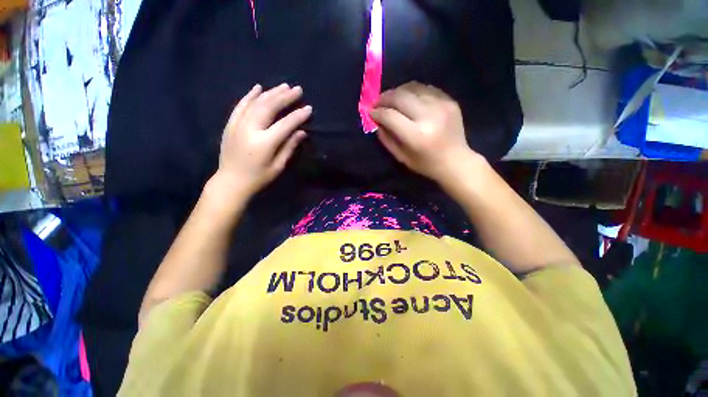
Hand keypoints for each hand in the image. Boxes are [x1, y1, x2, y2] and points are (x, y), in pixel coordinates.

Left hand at [215, 83, 310, 196]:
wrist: (231, 181)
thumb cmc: (259, 177)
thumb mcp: (278, 166)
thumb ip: (289, 147)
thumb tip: (302, 132)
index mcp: (264, 143)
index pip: (285, 124)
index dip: (298, 115)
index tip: (309, 108)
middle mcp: (250, 129)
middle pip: (269, 107)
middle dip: (285, 97)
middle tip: (297, 89)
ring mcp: (238, 125)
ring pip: (256, 103)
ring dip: (271, 93)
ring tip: (283, 86)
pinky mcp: (230, 124)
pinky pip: (240, 106)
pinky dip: (250, 96)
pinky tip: (258, 88)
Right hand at [370, 82, 479, 185]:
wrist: (456, 161)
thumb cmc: (426, 164)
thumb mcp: (401, 158)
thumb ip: (387, 139)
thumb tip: (377, 121)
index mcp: (416, 135)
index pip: (390, 116)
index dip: (377, 112)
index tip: (371, 112)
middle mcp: (429, 116)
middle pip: (400, 96)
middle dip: (385, 97)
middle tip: (378, 102)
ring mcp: (441, 105)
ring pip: (413, 88)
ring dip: (398, 91)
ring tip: (392, 99)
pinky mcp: (449, 100)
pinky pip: (426, 88)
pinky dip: (413, 91)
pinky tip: (409, 99)